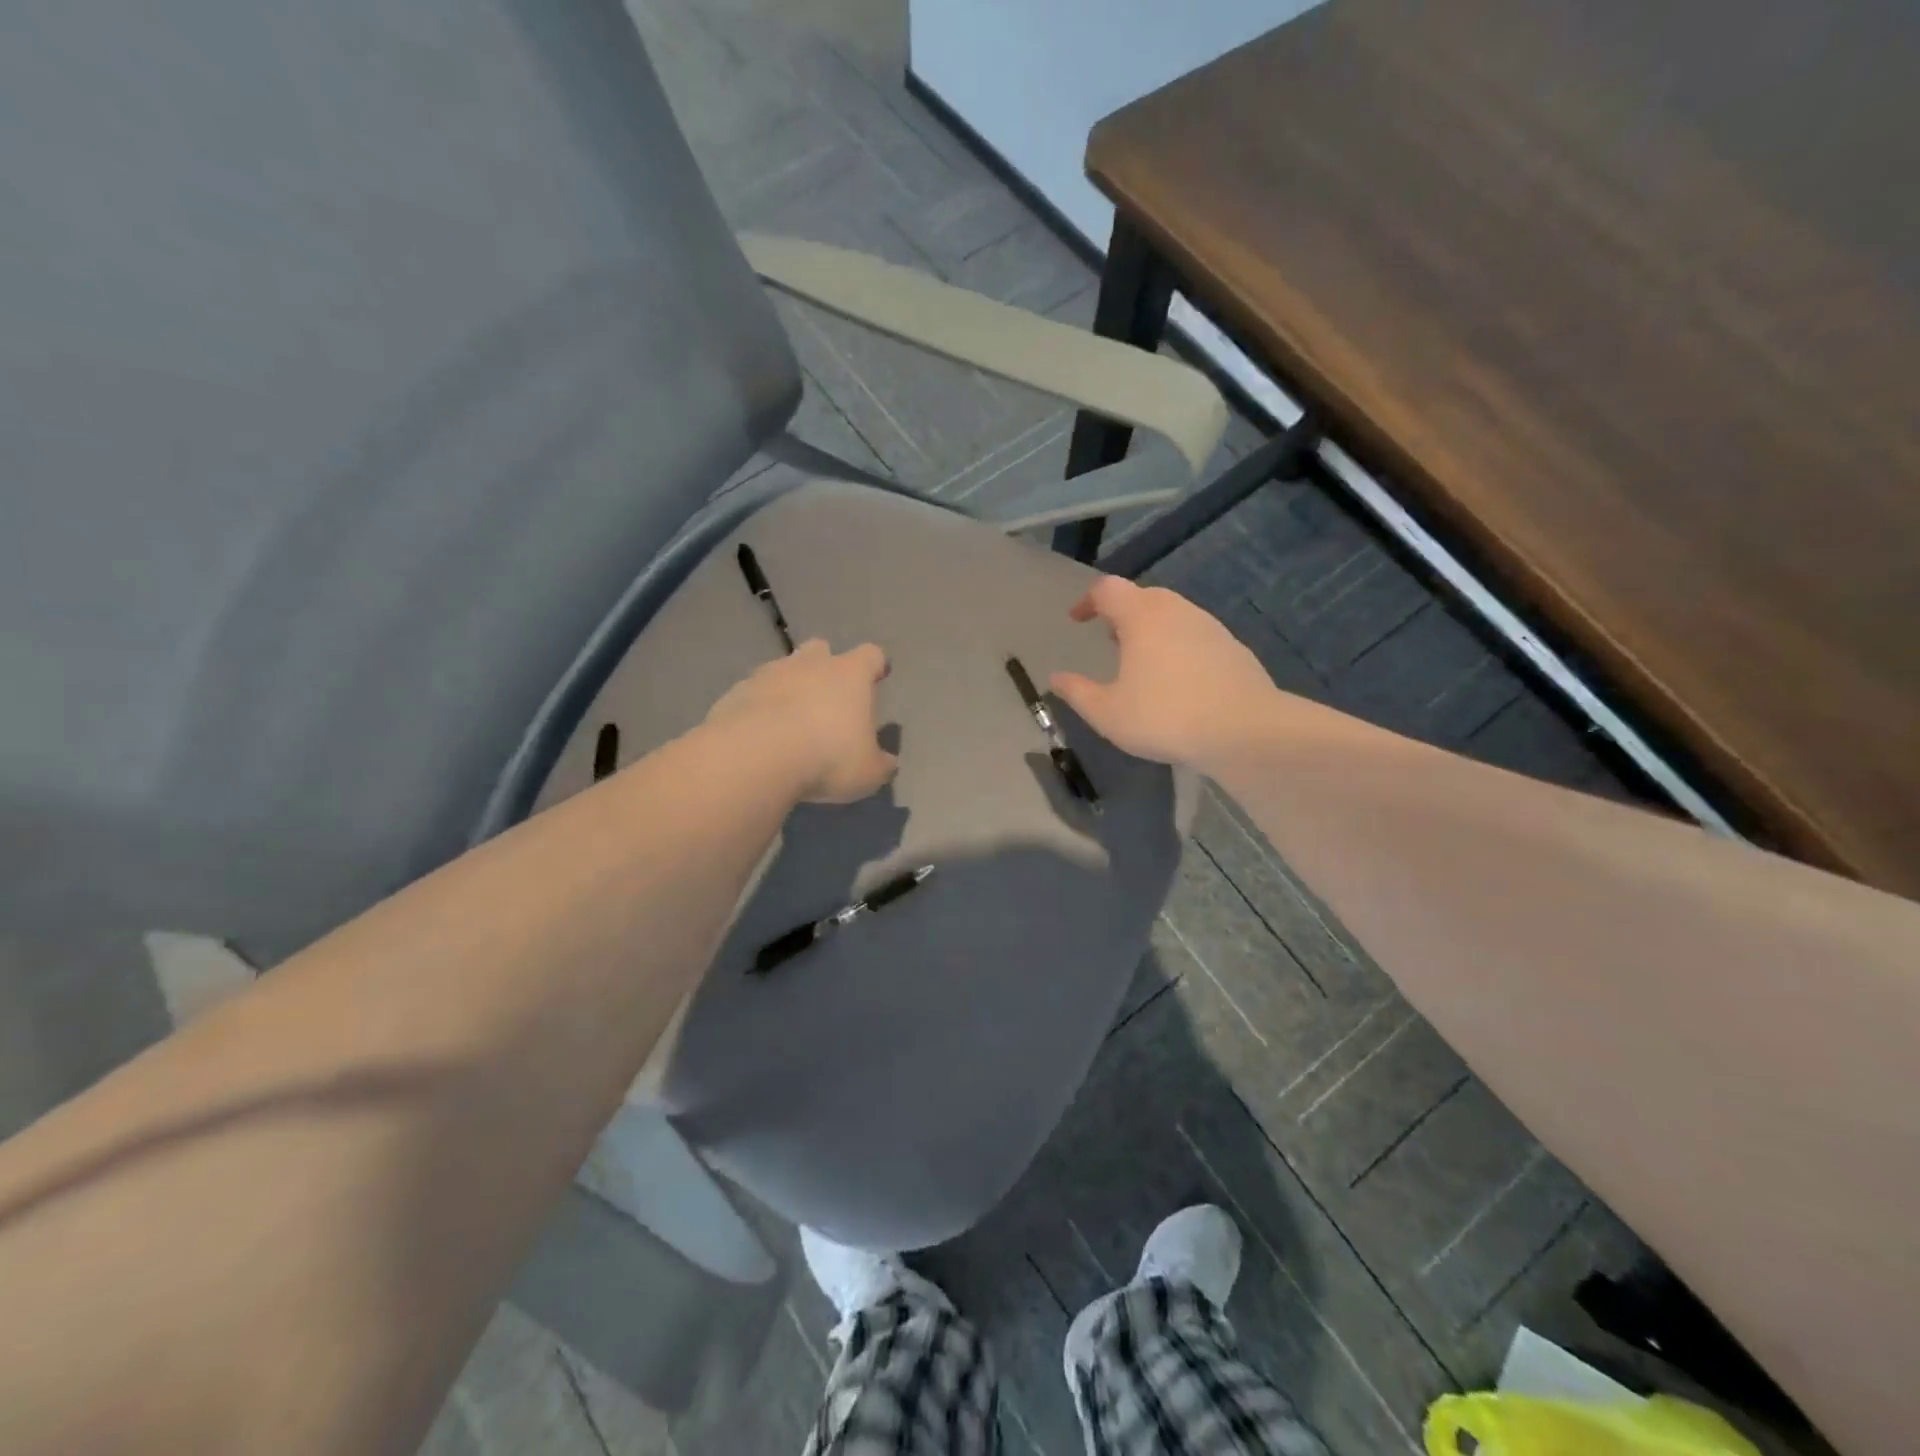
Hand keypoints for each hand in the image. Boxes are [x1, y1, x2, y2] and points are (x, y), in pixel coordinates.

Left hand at [705, 640, 897, 803]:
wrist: (755, 757)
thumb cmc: (827, 758)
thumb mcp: (868, 772)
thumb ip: (880, 764)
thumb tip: (887, 762)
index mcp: (850, 675)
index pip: (871, 655)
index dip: (876, 666)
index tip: (878, 677)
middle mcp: (810, 664)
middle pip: (821, 650)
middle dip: (825, 666)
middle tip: (828, 697)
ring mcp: (768, 674)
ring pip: (783, 670)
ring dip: (789, 688)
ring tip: (790, 722)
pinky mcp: (735, 693)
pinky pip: (753, 694)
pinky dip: (759, 708)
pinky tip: (759, 736)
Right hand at [1050, 577, 1277, 769]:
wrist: (1245, 730)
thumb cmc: (1165, 716)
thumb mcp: (1108, 713)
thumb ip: (1077, 692)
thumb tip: (1056, 678)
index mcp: (1141, 616)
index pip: (1107, 589)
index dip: (1087, 601)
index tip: (1077, 620)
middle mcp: (1176, 610)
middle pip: (1142, 597)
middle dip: (1121, 614)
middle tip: (1108, 640)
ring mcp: (1209, 626)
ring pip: (1171, 615)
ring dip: (1150, 630)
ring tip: (1141, 662)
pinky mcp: (1232, 647)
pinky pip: (1194, 635)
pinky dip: (1177, 646)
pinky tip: (1177, 680)